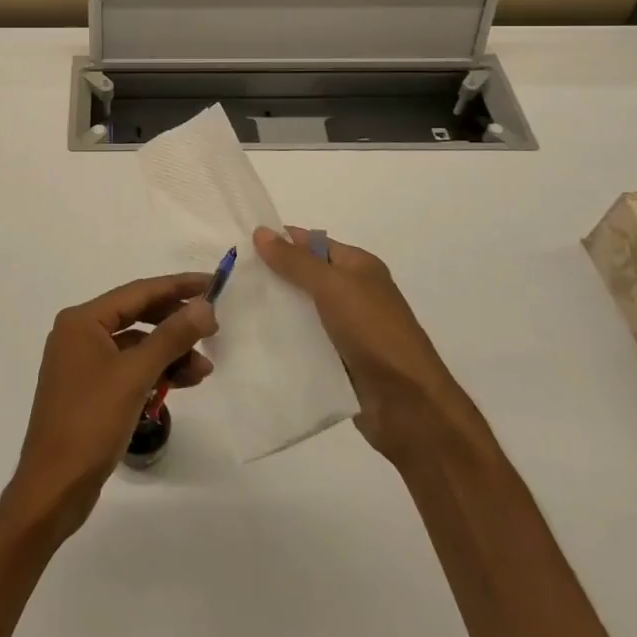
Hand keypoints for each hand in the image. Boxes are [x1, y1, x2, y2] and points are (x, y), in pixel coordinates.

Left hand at [5, 274, 216, 539]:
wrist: (53, 488)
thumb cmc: (90, 422)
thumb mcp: (135, 376)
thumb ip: (171, 337)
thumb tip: (204, 307)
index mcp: (82, 321)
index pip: (138, 292)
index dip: (178, 287)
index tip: (212, 284)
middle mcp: (79, 334)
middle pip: (137, 316)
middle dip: (176, 323)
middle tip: (213, 330)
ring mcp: (83, 363)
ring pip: (136, 346)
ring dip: (170, 354)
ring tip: (204, 369)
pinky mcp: (90, 390)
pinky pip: (129, 368)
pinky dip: (155, 373)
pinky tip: (183, 383)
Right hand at [252, 226, 453, 463]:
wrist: (408, 405)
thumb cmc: (373, 332)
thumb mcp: (332, 286)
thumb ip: (295, 261)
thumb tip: (261, 231)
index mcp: (359, 267)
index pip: (312, 243)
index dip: (279, 241)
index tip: (239, 246)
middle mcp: (354, 292)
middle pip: (305, 276)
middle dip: (272, 276)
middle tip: (228, 278)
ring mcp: (347, 329)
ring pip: (302, 311)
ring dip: (275, 310)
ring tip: (231, 308)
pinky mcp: (339, 360)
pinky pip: (305, 342)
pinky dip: (284, 340)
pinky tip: (254, 341)